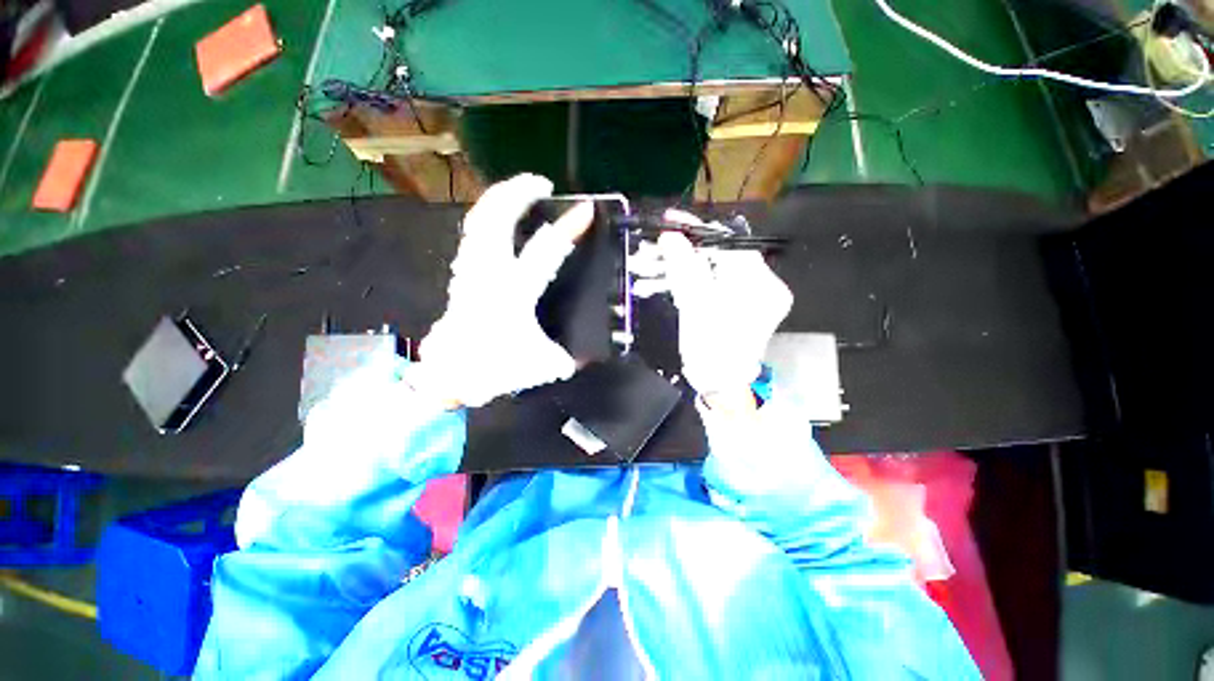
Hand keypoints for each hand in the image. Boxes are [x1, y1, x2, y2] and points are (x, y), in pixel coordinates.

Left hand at [409, 174, 593, 407]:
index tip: (587, 210)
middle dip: (519, 192)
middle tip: (542, 184)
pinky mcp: (462, 273)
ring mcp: (470, 270)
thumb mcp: (543, 365)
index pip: (545, 251)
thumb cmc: (495, 368)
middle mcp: (488, 274)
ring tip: (519, 189)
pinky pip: (473, 233)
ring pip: (478, 219)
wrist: (451, 376)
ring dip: (499, 198)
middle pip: (496, 217)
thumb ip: (567, 357)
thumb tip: (580, 356)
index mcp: (513, 293)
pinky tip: (499, 217)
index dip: (568, 227)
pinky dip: (487, 217)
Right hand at [654, 213, 791, 404]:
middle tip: (658, 247)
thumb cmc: (711, 350)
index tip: (670, 223)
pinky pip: (716, 283)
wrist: (722, 387)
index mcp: (759, 283)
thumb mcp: (695, 307)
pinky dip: (694, 280)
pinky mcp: (743, 305)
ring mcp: (755, 295)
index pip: (727, 242)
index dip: (696, 230)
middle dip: (687, 250)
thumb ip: (684, 268)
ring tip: (656, 266)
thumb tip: (671, 235)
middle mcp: (764, 285)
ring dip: (686, 266)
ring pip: (716, 269)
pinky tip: (671, 281)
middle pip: (721, 255)